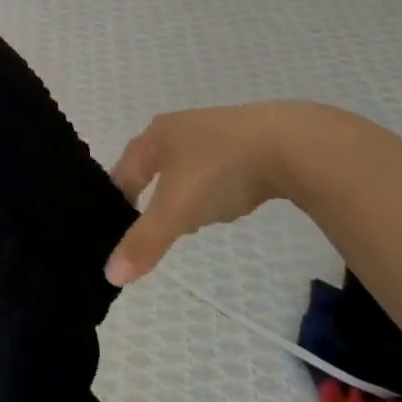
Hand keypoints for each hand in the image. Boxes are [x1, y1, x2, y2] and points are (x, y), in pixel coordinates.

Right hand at [105, 103, 312, 284]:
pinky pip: (219, 166)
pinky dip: (216, 186)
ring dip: (185, 192)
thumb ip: (144, 242)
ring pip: (187, 166)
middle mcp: (180, 126)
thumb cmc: (219, 170)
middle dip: (152, 197)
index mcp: (155, 136)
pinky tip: (229, 202)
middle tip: (153, 229)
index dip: (116, 202)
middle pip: (154, 166)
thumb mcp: (177, 211)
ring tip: (191, 220)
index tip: (116, 231)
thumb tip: (110, 275)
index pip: (122, 172)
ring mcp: (217, 129)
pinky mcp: (249, 138)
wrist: (291, 144)